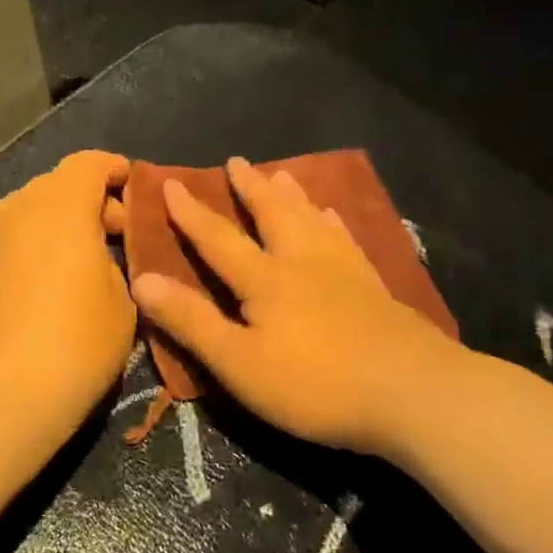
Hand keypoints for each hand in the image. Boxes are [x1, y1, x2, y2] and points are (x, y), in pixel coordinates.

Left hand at [0, 150, 134, 423]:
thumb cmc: (75, 343)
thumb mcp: (123, 304)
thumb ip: (115, 267)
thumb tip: (98, 262)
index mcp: (61, 206)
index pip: (88, 163)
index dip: (114, 169)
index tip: (134, 188)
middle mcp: (19, 210)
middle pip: (58, 185)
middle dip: (91, 201)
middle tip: (119, 236)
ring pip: (32, 214)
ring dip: (62, 226)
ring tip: (88, 264)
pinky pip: (13, 242)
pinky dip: (37, 249)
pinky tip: (53, 288)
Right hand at [130, 158, 465, 455]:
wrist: (411, 392)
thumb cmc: (315, 384)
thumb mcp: (239, 362)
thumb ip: (191, 321)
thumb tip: (142, 280)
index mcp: (265, 279)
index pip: (219, 238)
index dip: (192, 212)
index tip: (173, 182)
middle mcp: (302, 261)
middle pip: (272, 214)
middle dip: (250, 188)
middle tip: (237, 160)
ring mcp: (343, 270)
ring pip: (311, 219)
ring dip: (291, 195)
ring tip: (282, 173)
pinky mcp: (373, 286)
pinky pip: (347, 239)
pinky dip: (334, 222)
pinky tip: (334, 216)